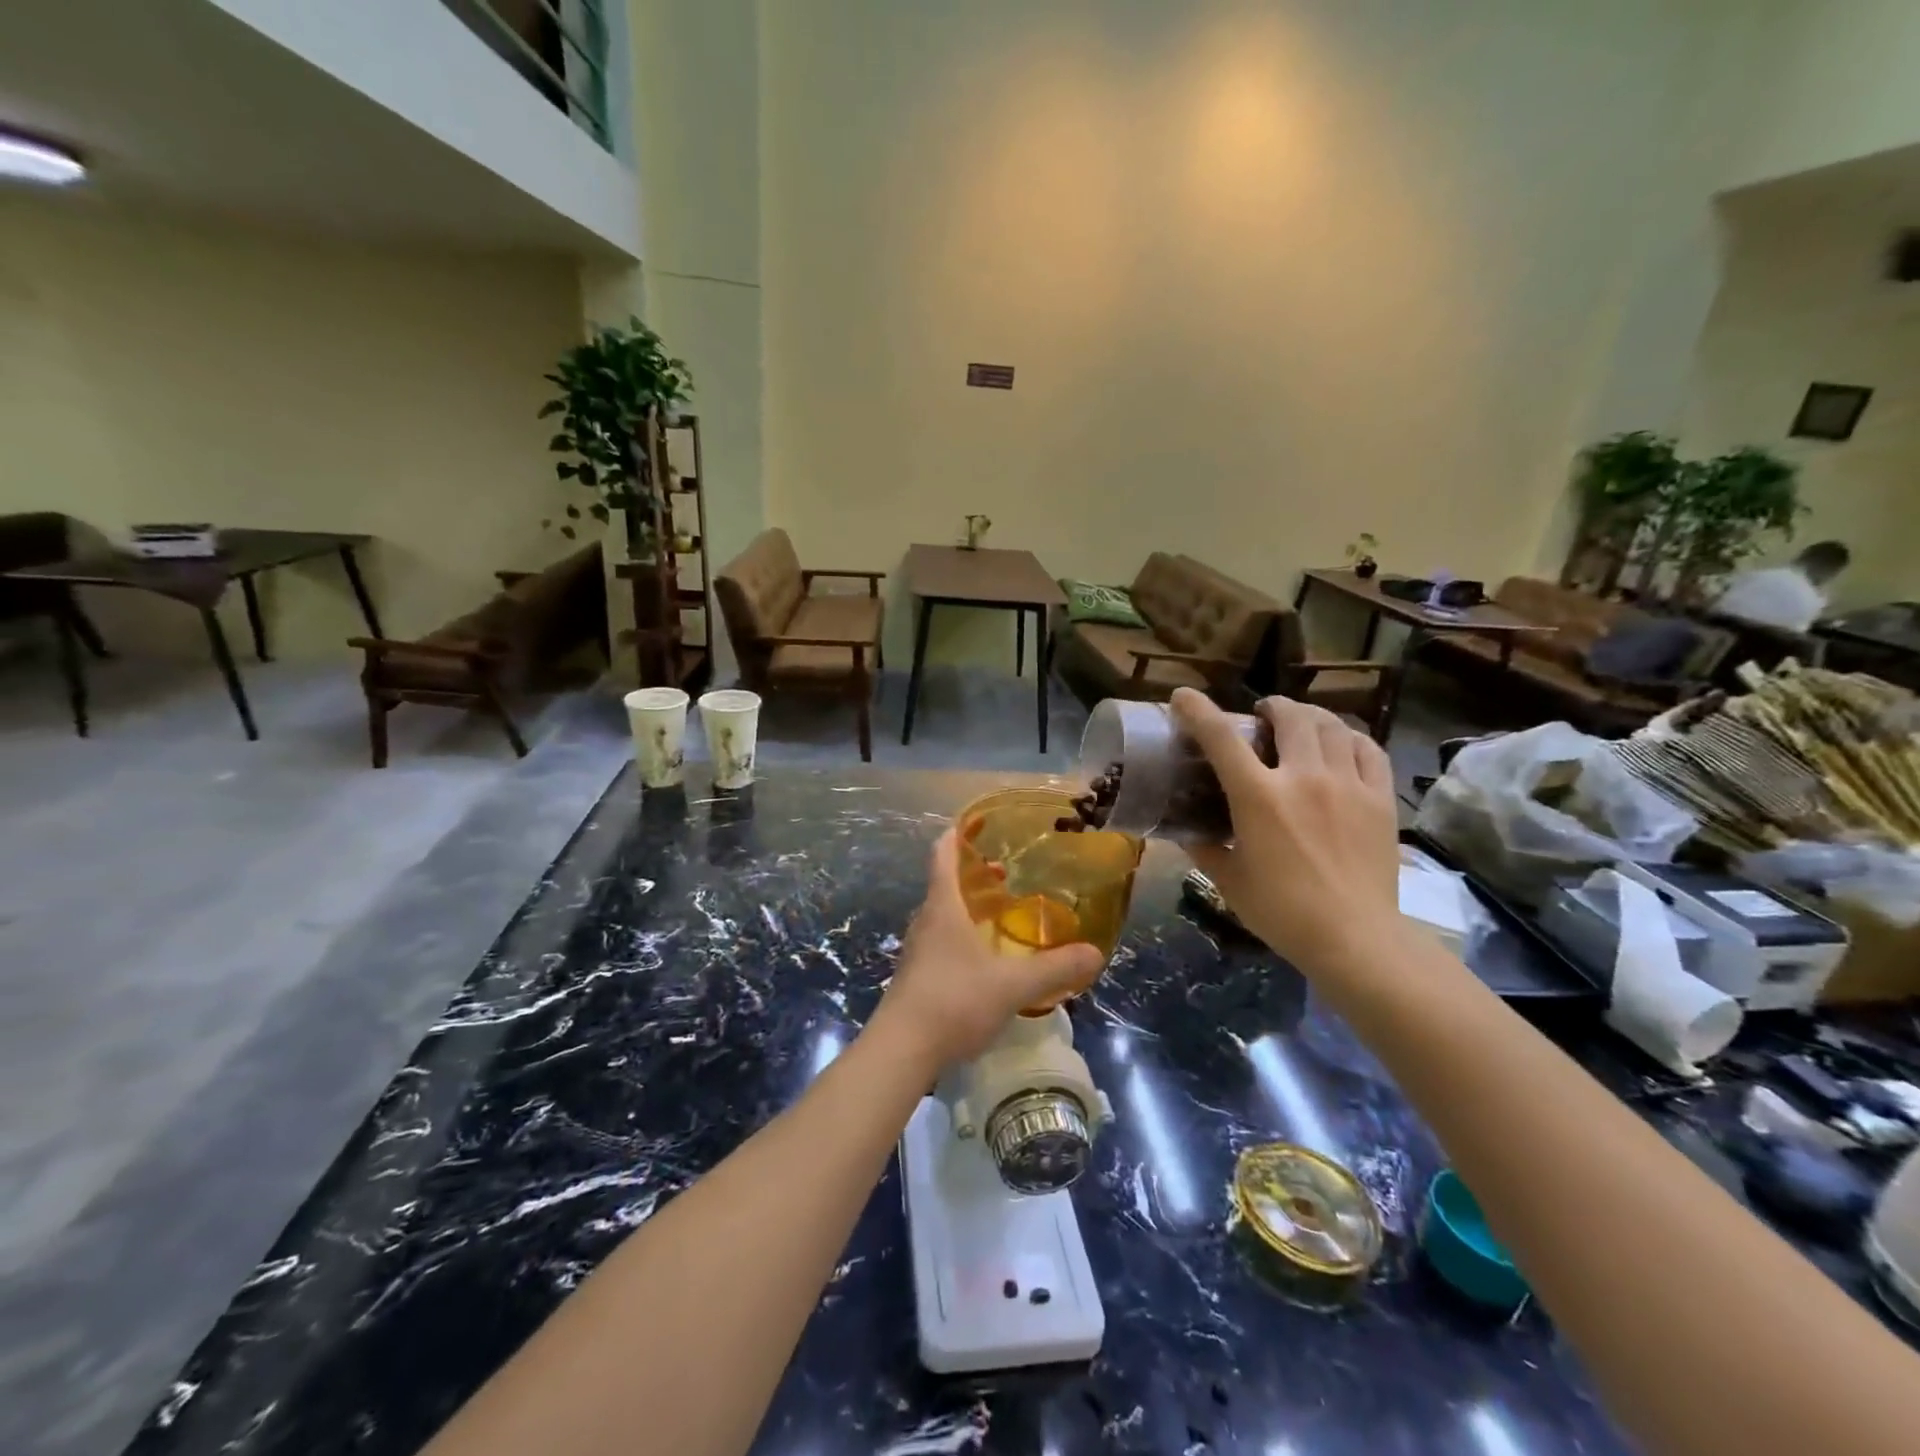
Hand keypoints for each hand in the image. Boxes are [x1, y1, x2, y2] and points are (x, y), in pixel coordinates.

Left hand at [869, 830, 1104, 1071]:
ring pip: (943, 916)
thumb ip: (1055, 968)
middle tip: (1005, 873)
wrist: (902, 1049)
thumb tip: (1095, 953)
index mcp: (943, 908)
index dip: (956, 836)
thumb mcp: (1012, 985)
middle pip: (945, 885)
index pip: (942, 856)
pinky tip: (985, 959)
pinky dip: (963, 936)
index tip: (974, 823)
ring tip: (1000, 914)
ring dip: (968, 908)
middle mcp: (926, 921)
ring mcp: (918, 951)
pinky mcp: (917, 977)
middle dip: (973, 875)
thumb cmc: (954, 1001)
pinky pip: (942, 942)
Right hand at [1170, 687, 1402, 976]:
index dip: (1197, 710)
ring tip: (1301, 724)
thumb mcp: (1228, 880)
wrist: (1355, 938)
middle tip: (1260, 715)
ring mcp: (1348, 784)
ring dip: (1309, 717)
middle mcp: (1303, 777)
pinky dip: (1349, 738)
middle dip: (1270, 706)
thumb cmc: (1281, 912)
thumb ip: (1204, 847)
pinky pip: (1368, 749)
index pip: (1220, 737)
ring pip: (1331, 725)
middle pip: (1289, 716)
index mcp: (1258, 796)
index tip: (1183, 697)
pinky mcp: (1380, 799)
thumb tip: (1184, 830)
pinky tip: (1341, 745)